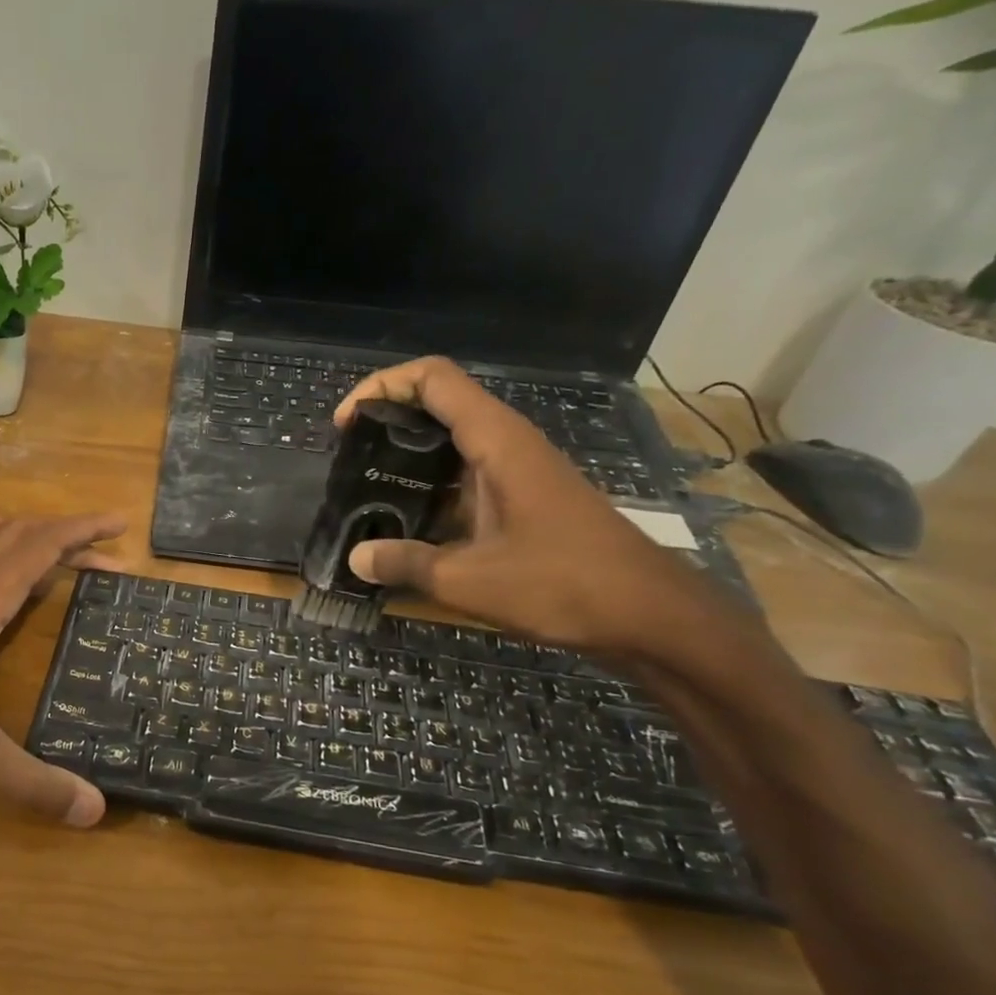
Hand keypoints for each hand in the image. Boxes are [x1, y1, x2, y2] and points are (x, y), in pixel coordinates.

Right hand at [335, 357, 721, 654]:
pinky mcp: (524, 499)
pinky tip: (407, 525)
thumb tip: (354, 558)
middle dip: (387, 421)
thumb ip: (405, 563)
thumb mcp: (469, 580)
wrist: (650, 615)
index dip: (382, 386)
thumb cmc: (563, 584)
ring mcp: (519, 471)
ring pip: (452, 442)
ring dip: (407, 457)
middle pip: (438, 403)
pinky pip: (466, 476)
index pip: (433, 379)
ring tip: (366, 492)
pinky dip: (430, 488)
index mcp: (496, 440)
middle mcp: (507, 444)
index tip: (345, 424)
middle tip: (348, 461)